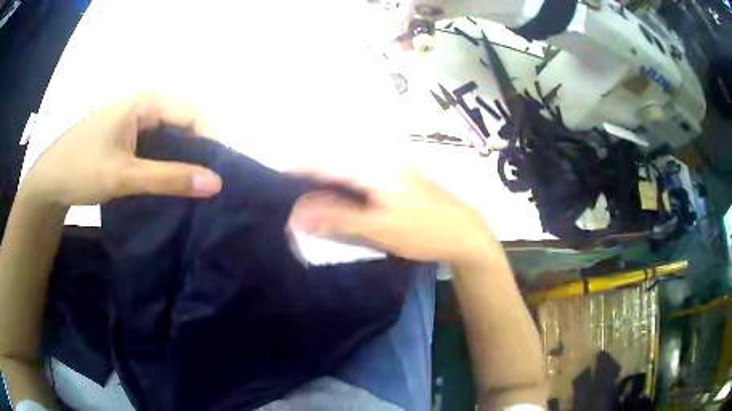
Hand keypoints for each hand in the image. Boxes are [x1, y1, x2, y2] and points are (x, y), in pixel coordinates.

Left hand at [21, 91, 222, 206]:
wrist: (49, 181)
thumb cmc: (82, 170)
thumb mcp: (125, 176)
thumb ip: (170, 178)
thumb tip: (216, 183)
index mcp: (143, 100)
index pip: (192, 111)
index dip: (209, 140)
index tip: (214, 175)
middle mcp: (141, 102)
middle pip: (182, 120)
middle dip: (196, 150)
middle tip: (202, 184)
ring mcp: (131, 117)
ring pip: (168, 132)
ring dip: (180, 157)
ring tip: (187, 185)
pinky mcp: (124, 132)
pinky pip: (153, 141)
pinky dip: (163, 160)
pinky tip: (163, 179)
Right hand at [289, 170, 495, 265]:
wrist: (465, 233)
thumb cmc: (424, 230)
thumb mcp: (379, 227)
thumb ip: (337, 218)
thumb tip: (296, 213)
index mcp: (375, 168)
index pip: (327, 163)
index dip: (300, 168)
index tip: (276, 176)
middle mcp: (381, 162)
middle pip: (336, 165)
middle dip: (310, 177)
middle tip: (288, 193)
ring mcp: (391, 171)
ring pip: (349, 173)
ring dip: (327, 184)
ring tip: (306, 199)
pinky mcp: (398, 182)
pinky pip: (362, 181)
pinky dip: (345, 191)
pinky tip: (340, 203)